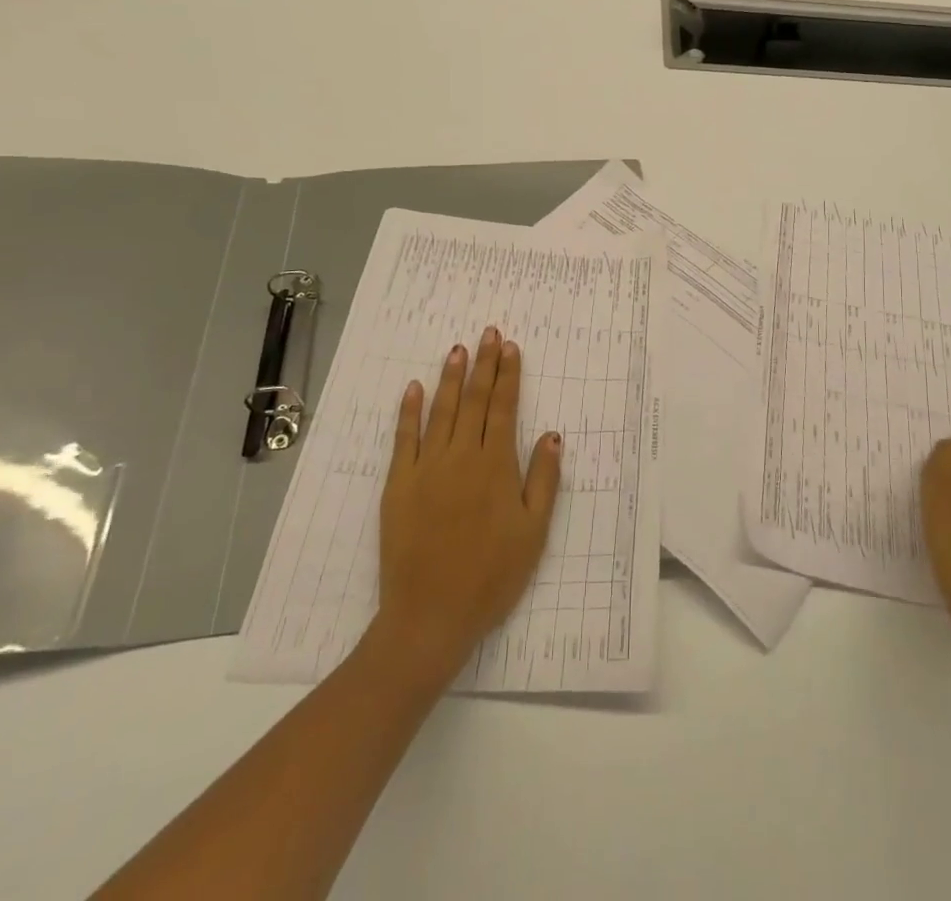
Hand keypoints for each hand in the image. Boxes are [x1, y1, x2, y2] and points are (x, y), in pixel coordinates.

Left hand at [376, 327, 561, 680]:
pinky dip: (408, 411)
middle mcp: (461, 457)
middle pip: (473, 401)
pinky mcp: (398, 485)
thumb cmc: (491, 577)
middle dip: (482, 364)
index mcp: (496, 466)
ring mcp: (426, 469)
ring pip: (440, 411)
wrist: (430, 616)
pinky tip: (413, 388)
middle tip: (487, 333)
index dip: (508, 375)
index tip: (509, 347)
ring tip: (457, 349)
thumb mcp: (533, 533)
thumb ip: (543, 480)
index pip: (503, 408)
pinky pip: (403, 439)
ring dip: (450, 378)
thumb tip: (552, 434)